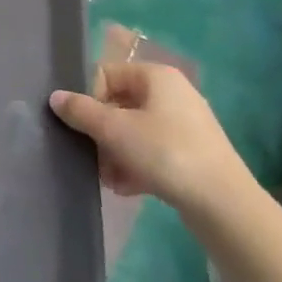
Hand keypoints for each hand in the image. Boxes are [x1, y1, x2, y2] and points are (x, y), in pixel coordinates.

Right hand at [48, 25, 246, 214]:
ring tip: (108, 178)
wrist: (225, 206)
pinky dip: (136, 166)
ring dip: (115, 153)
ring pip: (135, 131)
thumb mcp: (115, 130)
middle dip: (102, 132)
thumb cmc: (166, 153)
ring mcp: (186, 125)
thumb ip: (81, 111)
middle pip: (120, 104)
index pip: (108, 74)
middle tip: (91, 156)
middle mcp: (173, 94)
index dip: (89, 98)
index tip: (82, 126)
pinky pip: (153, 152)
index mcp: (157, 76)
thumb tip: (55, 97)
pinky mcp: (193, 155)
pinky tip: (125, 188)